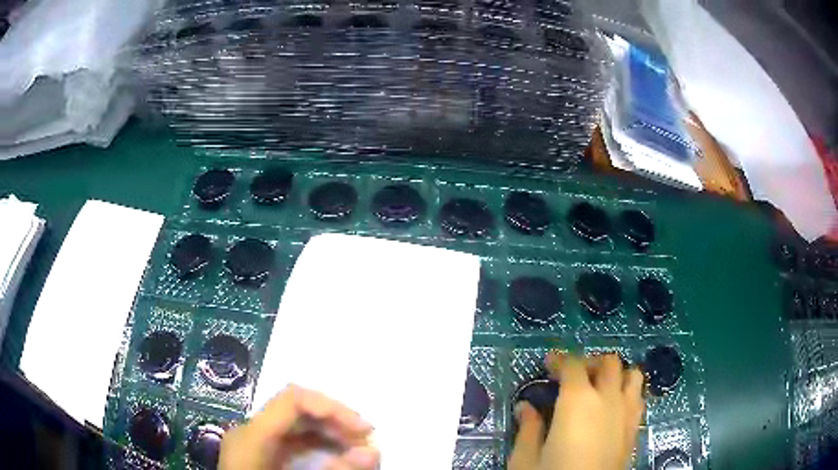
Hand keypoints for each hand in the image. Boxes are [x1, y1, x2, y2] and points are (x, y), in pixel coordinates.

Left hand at [219, 385, 378, 469]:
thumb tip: (373, 451)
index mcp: (252, 435)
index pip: (293, 399)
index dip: (332, 407)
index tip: (364, 429)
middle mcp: (249, 430)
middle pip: (295, 408)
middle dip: (335, 420)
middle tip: (366, 440)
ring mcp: (251, 441)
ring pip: (294, 422)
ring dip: (328, 431)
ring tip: (356, 447)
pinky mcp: (258, 452)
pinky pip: (289, 438)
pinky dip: (316, 443)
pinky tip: (334, 455)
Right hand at [508, 353, 644, 469]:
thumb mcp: (527, 459)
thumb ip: (528, 429)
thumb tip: (525, 407)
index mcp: (578, 401)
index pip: (573, 364)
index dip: (560, 359)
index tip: (548, 363)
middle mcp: (608, 399)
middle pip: (609, 362)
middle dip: (590, 362)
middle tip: (574, 376)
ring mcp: (627, 413)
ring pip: (632, 375)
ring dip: (617, 374)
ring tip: (600, 387)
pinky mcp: (635, 429)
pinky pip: (638, 398)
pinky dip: (628, 393)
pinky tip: (614, 408)